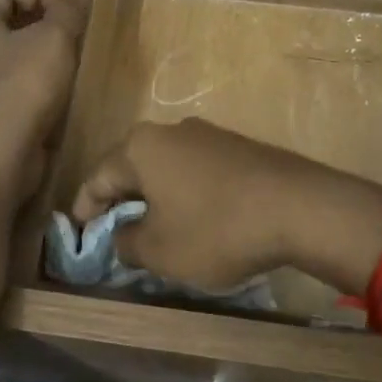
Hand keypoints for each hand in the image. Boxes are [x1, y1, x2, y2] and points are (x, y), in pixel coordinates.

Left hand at [0, 0, 90, 199]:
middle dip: (47, 25)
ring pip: (14, 60)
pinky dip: (38, 86)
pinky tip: (65, 92)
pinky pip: (14, 89)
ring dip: (44, 58)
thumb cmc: (22, 87)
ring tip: (79, 59)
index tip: (78, 3)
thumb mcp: (53, 40)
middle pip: (10, 26)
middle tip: (82, 30)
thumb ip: (68, 7)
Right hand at [71, 119, 381, 291]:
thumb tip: (122, 235)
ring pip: (166, 169)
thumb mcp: (159, 251)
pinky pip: (197, 172)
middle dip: (120, 203)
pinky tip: (197, 221)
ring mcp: (209, 135)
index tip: (80, 236)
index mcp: (141, 147)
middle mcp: (170, 130)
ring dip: (156, 199)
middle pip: (132, 169)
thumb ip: (126, 243)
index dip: (84, 210)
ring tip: (156, 231)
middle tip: (114, 235)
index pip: (97, 178)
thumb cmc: (215, 228)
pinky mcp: (239, 148)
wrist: (300, 207)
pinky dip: (187, 196)